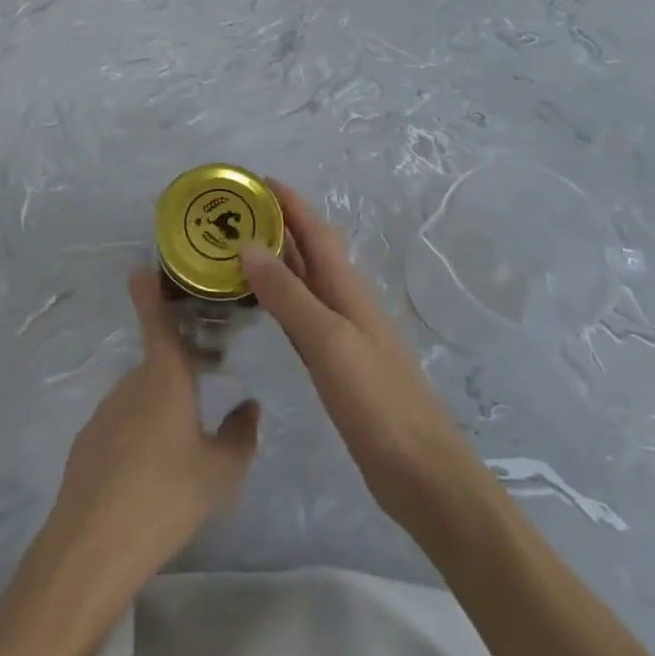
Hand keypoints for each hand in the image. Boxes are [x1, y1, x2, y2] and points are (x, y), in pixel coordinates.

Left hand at [0, 274, 259, 655]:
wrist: (93, 545)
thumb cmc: (166, 495)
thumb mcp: (220, 473)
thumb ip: (240, 436)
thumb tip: (249, 406)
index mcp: (165, 375)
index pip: (157, 319)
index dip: (150, 291)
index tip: (142, 266)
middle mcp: (132, 381)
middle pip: (158, 364)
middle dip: (180, 369)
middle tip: (207, 388)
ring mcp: (105, 411)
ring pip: (141, 397)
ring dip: (160, 407)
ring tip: (182, 447)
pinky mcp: (87, 441)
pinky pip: (122, 425)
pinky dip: (138, 435)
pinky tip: (149, 475)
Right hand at [241, 181, 476, 529]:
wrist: (423, 475)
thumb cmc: (378, 402)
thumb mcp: (328, 342)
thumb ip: (288, 295)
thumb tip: (247, 245)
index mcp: (347, 289)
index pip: (315, 231)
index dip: (288, 202)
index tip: (253, 179)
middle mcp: (345, 303)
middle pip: (308, 251)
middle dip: (276, 225)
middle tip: (230, 213)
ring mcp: (342, 335)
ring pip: (302, 282)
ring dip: (274, 260)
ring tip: (234, 248)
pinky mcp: (336, 366)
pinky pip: (300, 316)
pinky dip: (278, 300)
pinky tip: (260, 305)